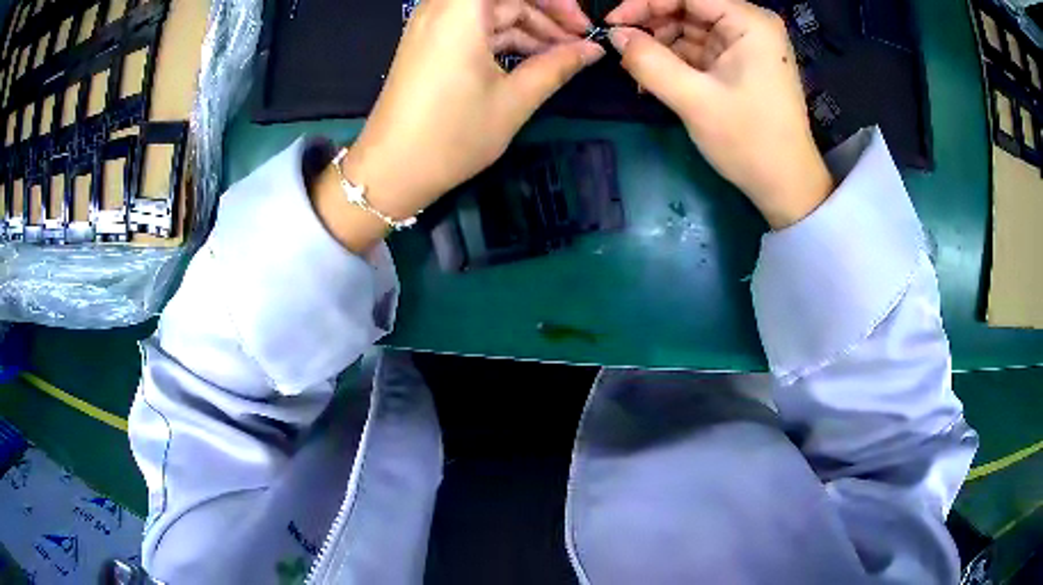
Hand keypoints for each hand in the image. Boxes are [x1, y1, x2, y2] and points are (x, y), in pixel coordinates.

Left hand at [318, 0, 602, 251]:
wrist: (391, 170)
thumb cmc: (453, 134)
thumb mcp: (515, 99)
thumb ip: (558, 66)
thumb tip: (593, 50)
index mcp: (461, 11)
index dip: (554, 1)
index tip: (580, 25)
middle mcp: (442, 8)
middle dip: (545, 14)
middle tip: (578, 43)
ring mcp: (432, 25)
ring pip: (491, 12)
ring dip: (527, 29)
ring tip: (559, 59)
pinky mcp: (428, 43)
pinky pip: (474, 27)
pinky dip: (503, 39)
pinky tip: (528, 61)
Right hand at [606, 0, 832, 228]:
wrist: (786, 186)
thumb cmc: (749, 142)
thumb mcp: (694, 100)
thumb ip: (649, 62)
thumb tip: (614, 35)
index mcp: (749, 22)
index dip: (645, 2)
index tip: (612, 24)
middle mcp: (749, 24)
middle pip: (687, 8)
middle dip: (651, 25)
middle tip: (620, 50)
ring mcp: (745, 44)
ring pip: (688, 28)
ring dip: (659, 46)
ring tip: (636, 72)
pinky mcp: (739, 63)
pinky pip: (698, 49)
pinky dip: (674, 61)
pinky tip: (653, 80)